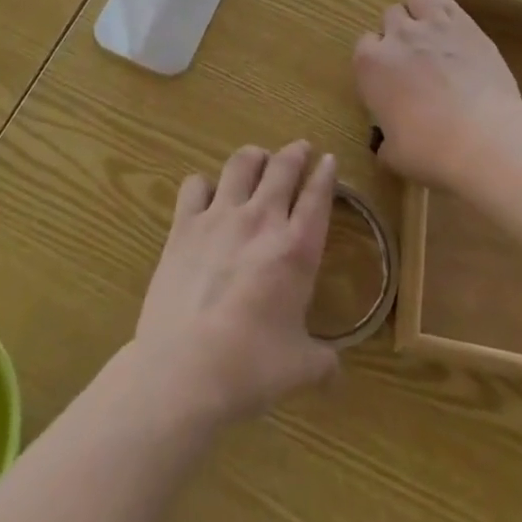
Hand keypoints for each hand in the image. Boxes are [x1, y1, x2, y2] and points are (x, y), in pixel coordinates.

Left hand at [131, 142, 338, 431]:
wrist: (184, 370)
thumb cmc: (249, 368)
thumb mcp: (299, 369)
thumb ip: (322, 363)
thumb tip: (337, 372)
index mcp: (296, 248)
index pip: (318, 196)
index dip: (326, 174)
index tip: (329, 160)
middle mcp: (261, 220)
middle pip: (283, 166)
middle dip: (296, 153)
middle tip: (300, 150)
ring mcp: (220, 217)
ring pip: (242, 162)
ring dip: (254, 156)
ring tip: (258, 160)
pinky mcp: (184, 224)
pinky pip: (195, 185)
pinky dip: (204, 184)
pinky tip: (207, 196)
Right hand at [353, 0, 521, 188]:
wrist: (484, 138)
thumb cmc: (432, 151)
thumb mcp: (396, 155)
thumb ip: (386, 141)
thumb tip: (386, 144)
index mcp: (370, 66)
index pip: (364, 47)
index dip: (378, 61)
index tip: (390, 80)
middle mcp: (396, 36)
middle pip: (390, 17)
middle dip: (399, 33)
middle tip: (415, 58)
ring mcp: (431, 25)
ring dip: (419, 8)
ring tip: (431, 29)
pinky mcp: (465, 23)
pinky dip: (443, 4)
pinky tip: (451, 19)